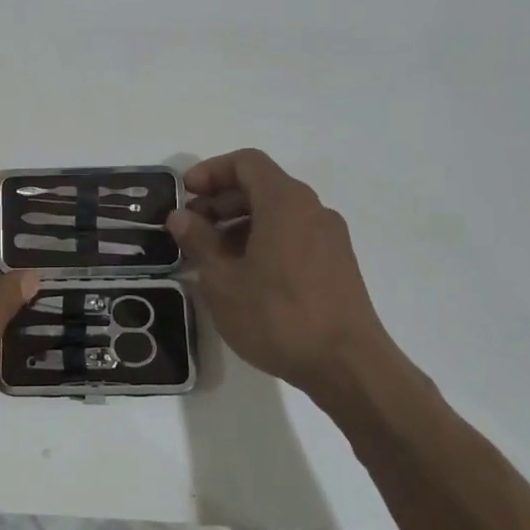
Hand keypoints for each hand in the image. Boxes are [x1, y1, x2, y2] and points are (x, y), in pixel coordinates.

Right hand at [166, 149, 391, 394]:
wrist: (349, 367)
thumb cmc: (279, 316)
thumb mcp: (223, 280)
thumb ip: (199, 241)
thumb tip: (180, 216)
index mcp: (285, 202)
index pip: (246, 162)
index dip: (211, 171)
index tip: (186, 195)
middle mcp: (312, 209)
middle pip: (261, 186)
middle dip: (221, 200)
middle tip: (190, 229)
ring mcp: (329, 237)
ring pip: (277, 213)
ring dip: (239, 223)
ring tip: (211, 257)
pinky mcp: (337, 264)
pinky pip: (293, 235)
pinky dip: (263, 240)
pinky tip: (243, 276)